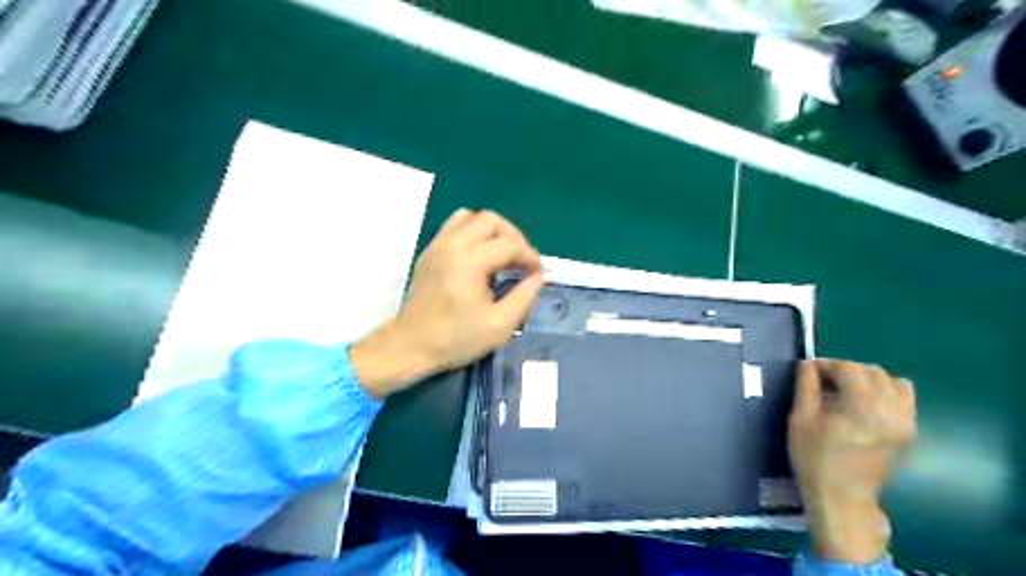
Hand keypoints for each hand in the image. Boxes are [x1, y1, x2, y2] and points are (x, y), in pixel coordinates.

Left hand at [354, 210, 545, 396]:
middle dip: (514, 237)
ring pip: (472, 217)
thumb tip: (539, 277)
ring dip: (493, 231)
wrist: (409, 346)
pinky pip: (455, 225)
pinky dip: (473, 232)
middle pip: (492, 220)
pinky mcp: (430, 251)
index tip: (538, 275)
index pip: (510, 244)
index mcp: (469, 262)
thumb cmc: (455, 339)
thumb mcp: (499, 327)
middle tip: (522, 262)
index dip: (530, 257)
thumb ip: (524, 298)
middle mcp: (452, 244)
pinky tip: (480, 256)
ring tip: (502, 254)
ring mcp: (438, 244)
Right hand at [787, 360, 918, 562]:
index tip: (808, 371)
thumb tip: (808, 365)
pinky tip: (865, 403)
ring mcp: (906, 422)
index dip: (826, 365)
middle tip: (823, 382)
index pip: (849, 368)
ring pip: (891, 381)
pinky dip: (885, 391)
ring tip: (845, 391)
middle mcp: (892, 411)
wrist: (842, 497)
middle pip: (872, 371)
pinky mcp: (909, 431)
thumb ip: (806, 387)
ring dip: (866, 379)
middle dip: (845, 370)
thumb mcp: (800, 419)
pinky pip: (904, 397)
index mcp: (863, 408)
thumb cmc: (814, 458)